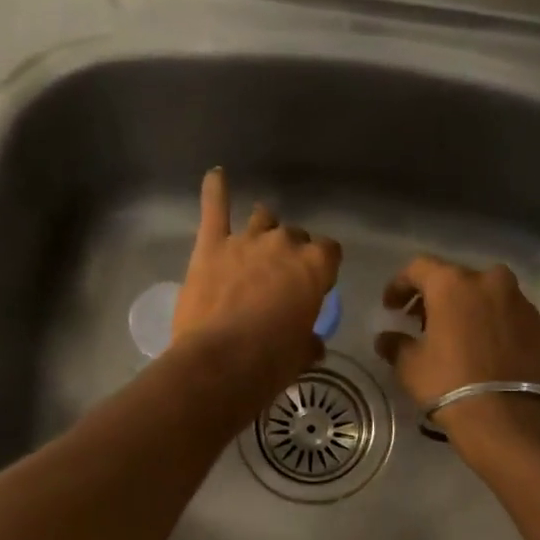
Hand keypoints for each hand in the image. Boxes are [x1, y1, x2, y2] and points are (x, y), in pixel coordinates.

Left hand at [173, 168, 341, 398]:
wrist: (221, 363)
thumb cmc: (270, 362)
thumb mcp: (301, 356)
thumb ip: (308, 341)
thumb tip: (312, 344)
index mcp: (315, 267)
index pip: (329, 252)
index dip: (322, 267)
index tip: (315, 286)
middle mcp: (283, 244)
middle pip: (294, 236)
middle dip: (291, 252)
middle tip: (280, 279)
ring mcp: (245, 240)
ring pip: (262, 218)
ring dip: (263, 228)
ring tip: (256, 243)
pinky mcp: (210, 246)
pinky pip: (214, 208)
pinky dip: (215, 191)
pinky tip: (216, 176)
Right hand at [374, 256, 539, 439]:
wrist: (505, 416)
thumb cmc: (448, 384)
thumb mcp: (410, 366)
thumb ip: (395, 344)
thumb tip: (385, 339)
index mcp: (453, 285)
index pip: (419, 268)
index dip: (400, 284)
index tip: (391, 306)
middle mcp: (490, 282)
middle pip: (457, 278)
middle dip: (437, 296)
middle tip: (423, 321)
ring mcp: (520, 302)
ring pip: (488, 294)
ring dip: (470, 307)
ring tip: (457, 333)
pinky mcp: (539, 325)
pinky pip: (510, 315)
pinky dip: (494, 324)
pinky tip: (485, 348)